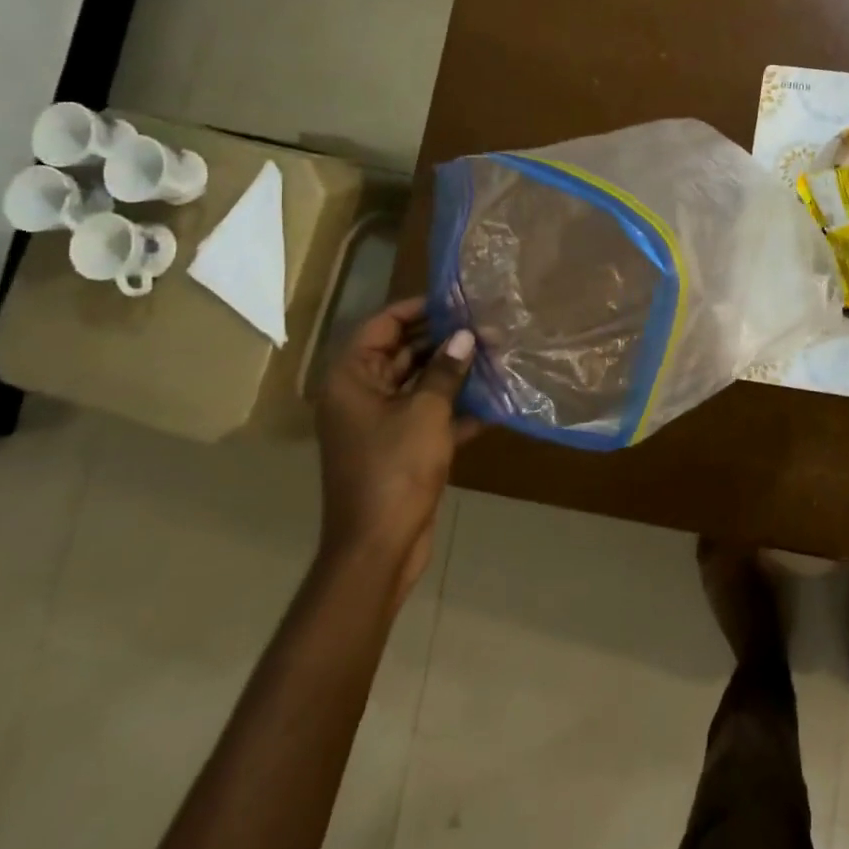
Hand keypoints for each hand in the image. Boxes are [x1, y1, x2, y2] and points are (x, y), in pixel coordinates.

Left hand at [316, 298, 478, 597]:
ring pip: (419, 383)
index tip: (458, 300)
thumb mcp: (426, 412)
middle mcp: (361, 395)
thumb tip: (466, 336)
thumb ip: (446, 369)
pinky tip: (494, 401)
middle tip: (486, 325)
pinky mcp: (399, 448)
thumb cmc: (395, 469)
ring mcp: (379, 423)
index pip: (383, 325)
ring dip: (453, 372)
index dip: (419, 308)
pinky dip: (455, 408)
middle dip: (444, 340)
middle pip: (403, 351)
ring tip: (496, 354)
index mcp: (352, 379)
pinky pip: (428, 415)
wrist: (378, 548)